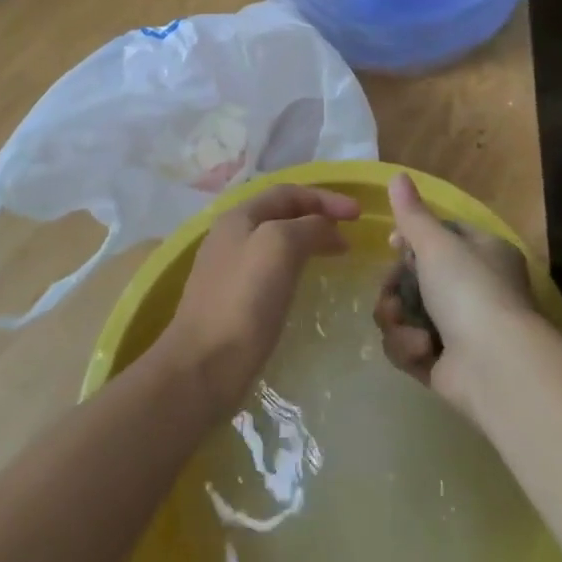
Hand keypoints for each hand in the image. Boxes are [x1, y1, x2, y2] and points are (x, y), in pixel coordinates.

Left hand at [156, 183, 358, 416]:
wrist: (202, 368)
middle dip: (318, 217)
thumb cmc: (244, 300)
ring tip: (336, 254)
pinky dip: (296, 265)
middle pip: (281, 214)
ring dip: (308, 240)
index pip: (288, 192)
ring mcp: (228, 270)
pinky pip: (271, 269)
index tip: (358, 214)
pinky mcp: (232, 302)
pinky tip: (306, 283)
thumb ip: (307, 226)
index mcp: (238, 216)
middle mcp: (230, 236)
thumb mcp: (280, 246)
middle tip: (350, 233)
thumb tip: (327, 228)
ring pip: (276, 242)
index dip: (325, 198)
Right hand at [373, 173, 538, 416]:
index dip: (411, 240)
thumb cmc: (469, 290)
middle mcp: (473, 288)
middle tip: (391, 293)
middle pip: (414, 278)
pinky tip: (421, 350)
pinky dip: (409, 348)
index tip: (393, 244)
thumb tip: (396, 175)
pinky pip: (409, 347)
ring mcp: (459, 329)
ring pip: (405, 313)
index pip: (441, 237)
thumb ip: (412, 214)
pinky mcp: (444, 365)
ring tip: (403, 325)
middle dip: (395, 286)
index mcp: (482, 253)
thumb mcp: (437, 244)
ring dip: (396, 319)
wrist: (496, 366)